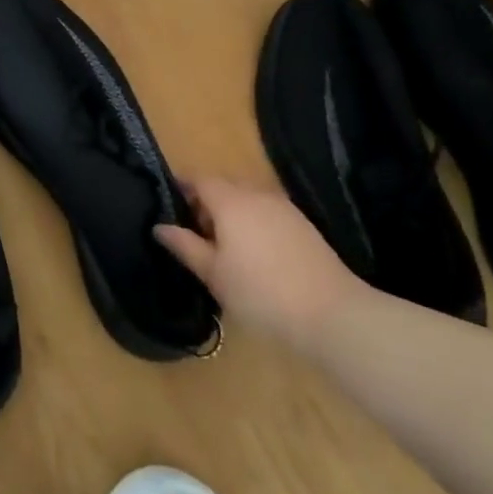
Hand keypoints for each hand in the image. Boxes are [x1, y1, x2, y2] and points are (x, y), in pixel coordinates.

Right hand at [155, 177, 368, 346]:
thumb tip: (160, 226)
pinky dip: (252, 222)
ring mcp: (284, 208)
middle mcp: (257, 194)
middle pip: (223, 186)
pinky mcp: (303, 225)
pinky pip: (266, 212)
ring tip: (224, 248)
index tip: (169, 206)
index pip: (198, 179)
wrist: (332, 314)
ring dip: (230, 213)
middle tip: (194, 234)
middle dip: (205, 202)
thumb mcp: (214, 274)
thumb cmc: (261, 293)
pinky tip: (254, 255)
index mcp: (230, 201)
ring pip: (247, 199)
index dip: (181, 187)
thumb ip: (185, 245)